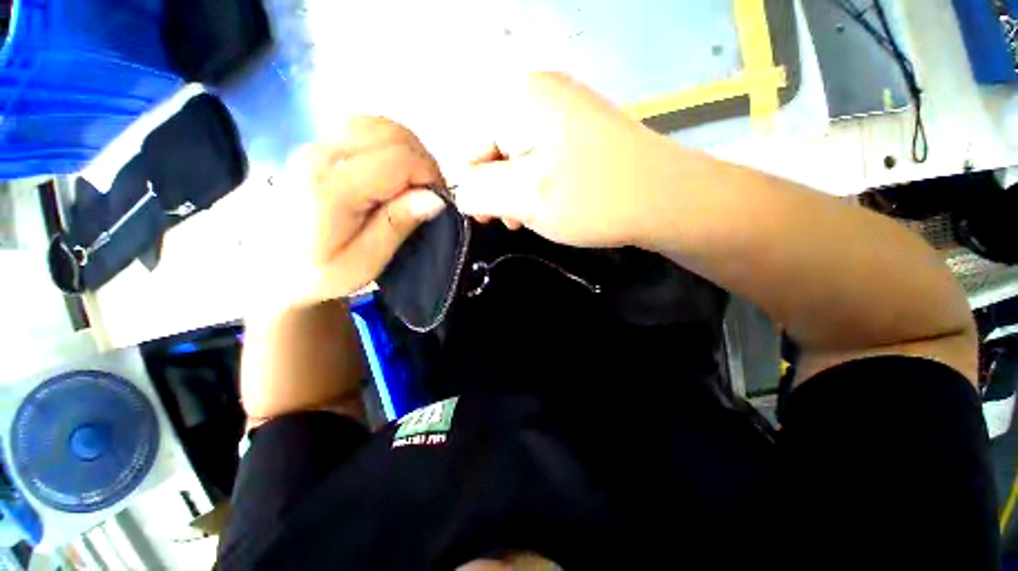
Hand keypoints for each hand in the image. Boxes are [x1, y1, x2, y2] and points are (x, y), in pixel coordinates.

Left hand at [247, 116, 446, 310]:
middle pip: (393, 135)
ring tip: (413, 183)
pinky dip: (391, 144)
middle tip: (429, 195)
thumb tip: (435, 198)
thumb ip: (397, 225)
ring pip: (382, 125)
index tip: (439, 202)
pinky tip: (393, 170)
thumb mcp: (365, 262)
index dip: (430, 176)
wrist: (272, 266)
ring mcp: (317, 144)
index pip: (399, 159)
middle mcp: (322, 154)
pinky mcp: (320, 144)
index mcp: (333, 188)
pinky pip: (367, 128)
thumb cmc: (320, 272)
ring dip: (410, 152)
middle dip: (424, 164)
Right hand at [455, 72, 680, 247]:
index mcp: (517, 100)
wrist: (664, 199)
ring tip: (537, 213)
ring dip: (519, 191)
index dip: (476, 188)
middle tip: (518, 218)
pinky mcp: (576, 129)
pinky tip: (553, 201)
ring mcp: (560, 109)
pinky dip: (538, 183)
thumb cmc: (592, 199)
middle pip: (492, 151)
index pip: (468, 148)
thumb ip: (479, 193)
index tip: (493, 217)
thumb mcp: (524, 198)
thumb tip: (461, 192)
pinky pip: (539, 157)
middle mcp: (536, 94)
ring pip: (515, 158)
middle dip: (500, 191)